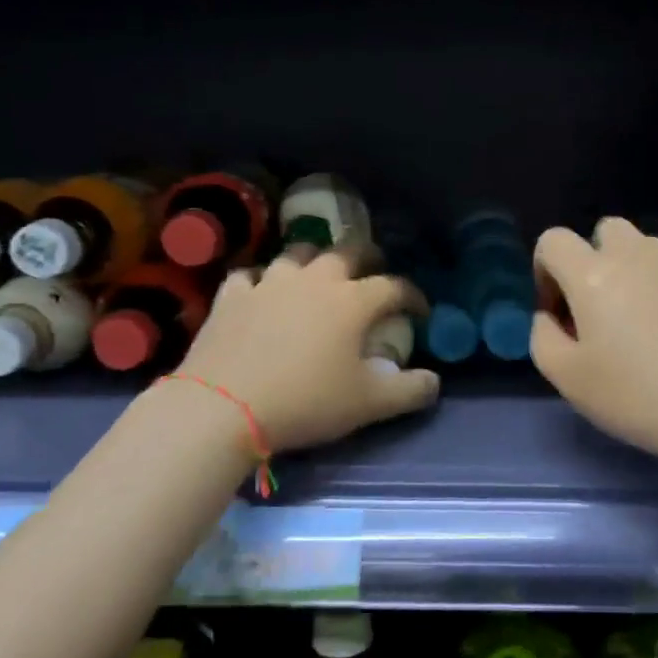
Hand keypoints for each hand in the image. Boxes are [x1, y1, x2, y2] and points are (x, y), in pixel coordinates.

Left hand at [173, 244, 438, 453]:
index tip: (420, 312)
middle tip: (374, 272)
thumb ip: (410, 391)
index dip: (413, 296)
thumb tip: (435, 381)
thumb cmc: (306, 401)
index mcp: (353, 301)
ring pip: (298, 254)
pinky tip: (261, 293)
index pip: (395, 286)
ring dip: (314, 260)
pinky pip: (250, 276)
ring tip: (318, 276)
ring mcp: (269, 283)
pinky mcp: (232, 296)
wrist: (223, 407)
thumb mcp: (369, 404)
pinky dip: (262, 281)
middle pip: (349, 251)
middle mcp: (315, 279)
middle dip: (369, 257)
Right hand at [530, 218, 657, 473]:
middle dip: (594, 259)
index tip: (558, 311)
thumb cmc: (638, 395)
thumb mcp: (568, 379)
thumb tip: (550, 316)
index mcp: (593, 274)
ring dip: (635, 273)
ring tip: (645, 324)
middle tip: (601, 309)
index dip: (545, 270)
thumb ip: (543, 336)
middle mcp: (638, 255)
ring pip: (647, 250)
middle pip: (606, 230)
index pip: (554, 240)